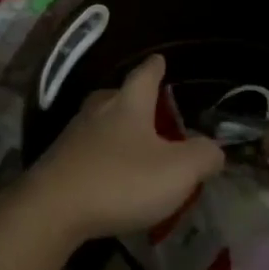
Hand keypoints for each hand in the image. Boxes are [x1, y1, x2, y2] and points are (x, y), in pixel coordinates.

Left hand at [26, 54, 224, 244]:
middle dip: (133, 98)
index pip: (145, 74)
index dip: (156, 67)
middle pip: (117, 95)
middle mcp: (99, 110)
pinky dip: (100, 155)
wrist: (53, 209)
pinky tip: (108, 172)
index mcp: (129, 104)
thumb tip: (215, 149)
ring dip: (115, 128)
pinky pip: (86, 149)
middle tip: (148, 107)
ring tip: (131, 143)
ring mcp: (74, 135)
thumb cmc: (121, 180)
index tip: (159, 59)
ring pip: (99, 122)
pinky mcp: (58, 162)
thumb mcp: (177, 171)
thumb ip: (203, 156)